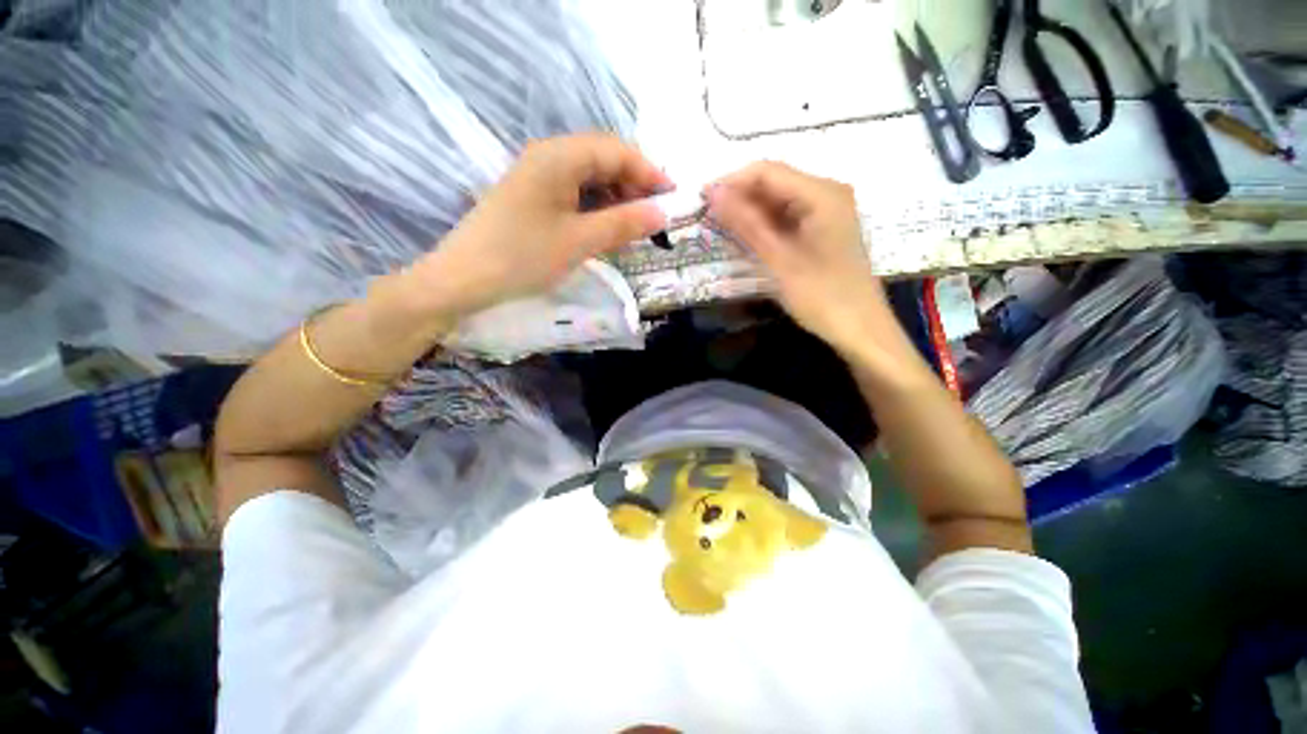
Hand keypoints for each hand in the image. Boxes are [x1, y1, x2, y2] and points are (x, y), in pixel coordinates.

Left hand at [405, 134, 670, 319]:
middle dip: (634, 187)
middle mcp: (549, 157)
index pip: (617, 151)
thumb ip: (624, 224)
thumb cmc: (523, 257)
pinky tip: (606, 230)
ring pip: (591, 179)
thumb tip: (663, 214)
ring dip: (617, 200)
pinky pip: (575, 196)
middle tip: (654, 220)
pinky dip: (597, 210)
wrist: (463, 280)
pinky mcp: (534, 199)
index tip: (673, 200)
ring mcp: (539, 178)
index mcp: (559, 157)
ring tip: (634, 229)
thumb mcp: (580, 241)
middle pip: (604, 161)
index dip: (649, 173)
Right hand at [706, 162, 895, 354]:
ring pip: (779, 200)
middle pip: (774, 182)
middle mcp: (827, 192)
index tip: (701, 200)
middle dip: (739, 197)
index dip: (731, 182)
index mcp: (822, 193)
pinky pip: (788, 216)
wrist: (860, 328)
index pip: (767, 171)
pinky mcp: (824, 228)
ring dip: (750, 212)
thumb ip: (746, 224)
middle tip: (708, 219)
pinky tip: (747, 238)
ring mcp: (827, 210)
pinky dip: (765, 225)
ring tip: (721, 229)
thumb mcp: (779, 260)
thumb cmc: (821, 296)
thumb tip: (713, 194)